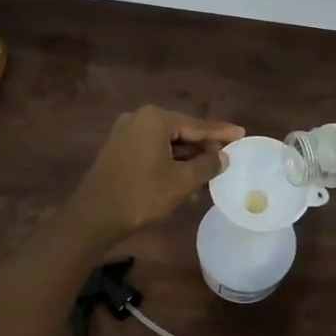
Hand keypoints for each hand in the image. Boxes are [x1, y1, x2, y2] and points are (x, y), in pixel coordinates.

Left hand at [68, 106, 245, 243]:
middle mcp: (139, 118)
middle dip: (203, 148)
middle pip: (181, 132)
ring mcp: (125, 133)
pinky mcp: (118, 149)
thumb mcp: (181, 181)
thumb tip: (223, 156)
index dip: (221, 132)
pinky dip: (170, 162)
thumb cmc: (142, 195)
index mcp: (155, 119)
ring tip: (209, 176)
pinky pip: (152, 150)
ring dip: (187, 159)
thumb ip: (207, 164)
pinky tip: (185, 180)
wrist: (94, 216)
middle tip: (226, 159)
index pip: (197, 125)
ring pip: (167, 143)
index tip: (241, 133)